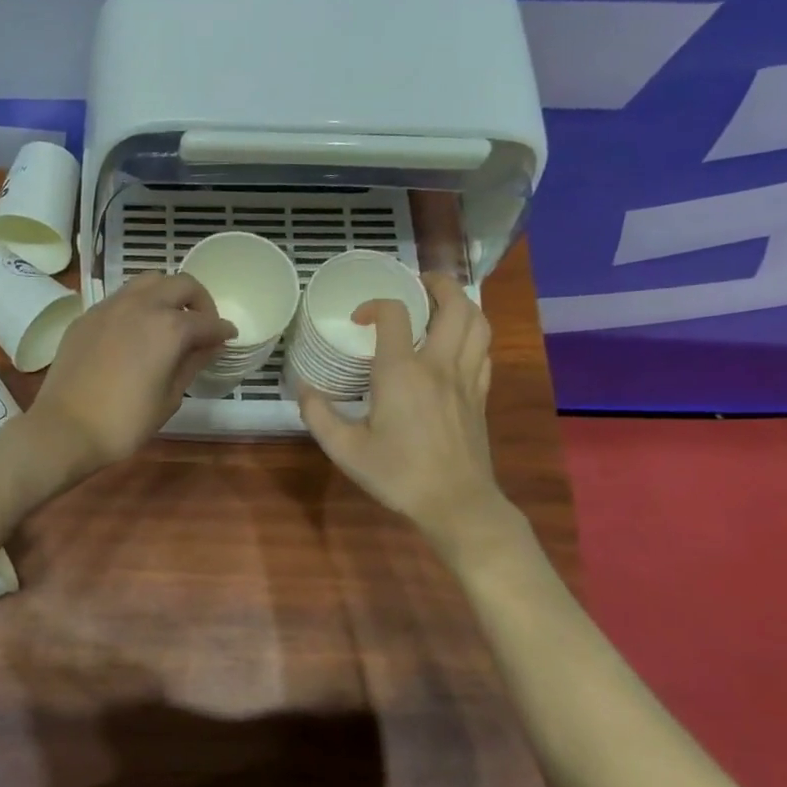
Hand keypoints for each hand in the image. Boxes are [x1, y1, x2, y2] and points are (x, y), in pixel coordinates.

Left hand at [30, 273, 234, 473]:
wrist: (65, 428)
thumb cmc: (125, 422)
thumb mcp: (169, 398)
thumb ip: (192, 364)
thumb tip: (208, 346)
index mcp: (169, 327)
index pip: (206, 321)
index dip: (222, 330)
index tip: (229, 337)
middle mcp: (141, 306)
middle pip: (180, 284)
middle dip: (199, 300)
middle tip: (202, 324)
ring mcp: (110, 307)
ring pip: (148, 282)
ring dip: (166, 294)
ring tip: (169, 320)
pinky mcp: (87, 316)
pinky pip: (120, 298)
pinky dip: (138, 305)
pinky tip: (136, 330)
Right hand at [298, 274, 517, 563]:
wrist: (456, 503)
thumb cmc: (398, 475)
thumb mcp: (345, 449)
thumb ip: (318, 414)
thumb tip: (303, 388)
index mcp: (402, 373)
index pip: (394, 315)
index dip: (374, 306)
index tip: (358, 321)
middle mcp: (439, 366)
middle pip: (454, 306)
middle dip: (437, 285)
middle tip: (418, 283)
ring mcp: (466, 379)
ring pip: (477, 324)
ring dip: (462, 304)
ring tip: (443, 302)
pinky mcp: (480, 396)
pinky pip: (483, 351)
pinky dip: (472, 335)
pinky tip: (458, 343)